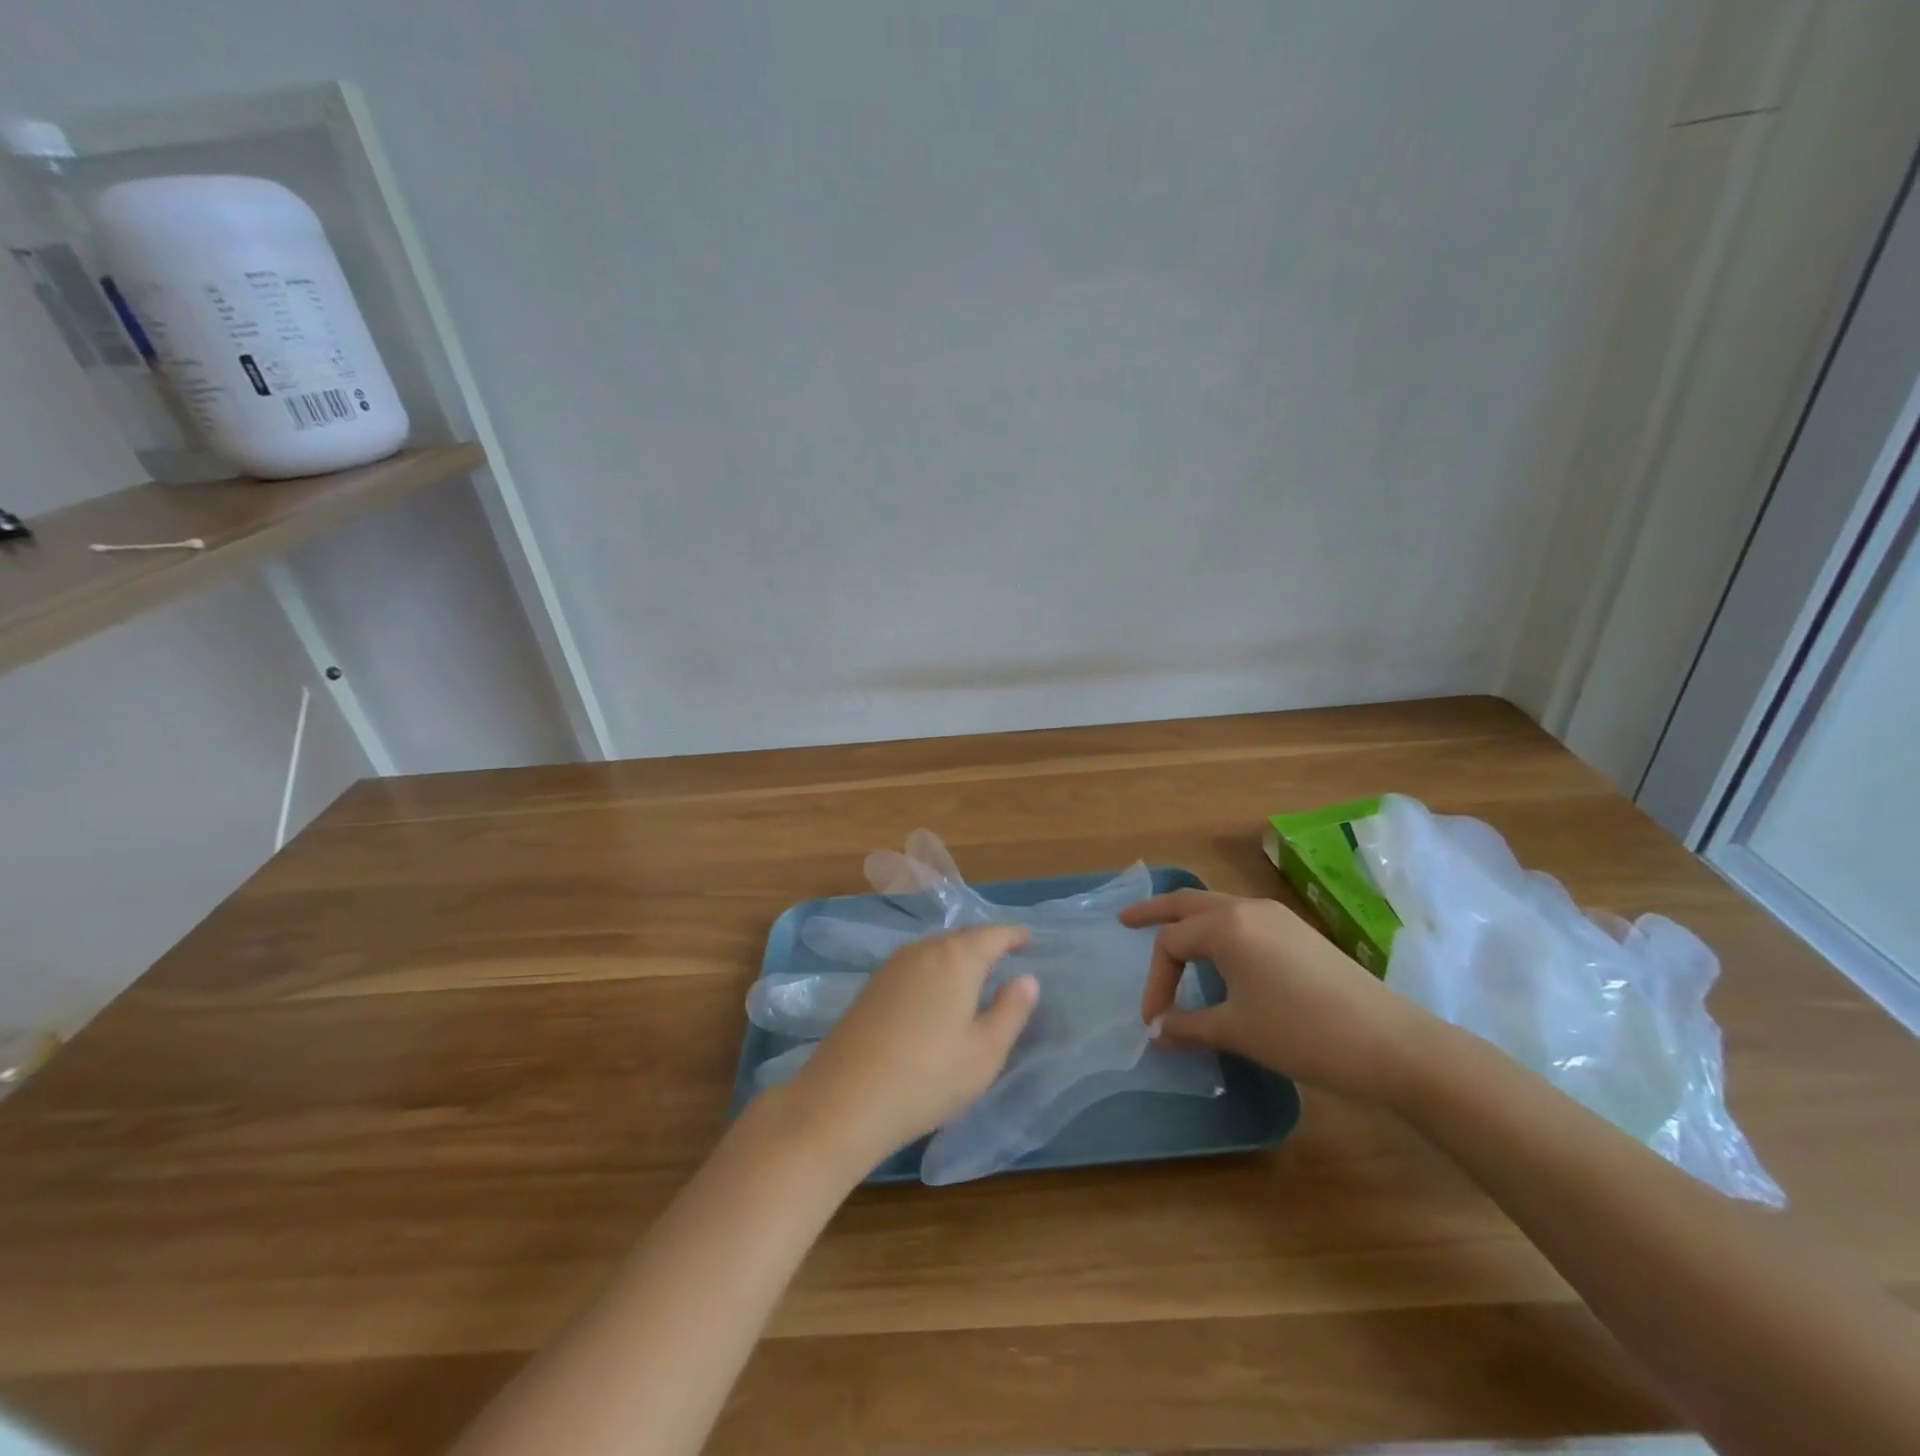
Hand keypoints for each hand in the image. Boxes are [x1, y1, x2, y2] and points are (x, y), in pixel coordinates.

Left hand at [781, 925, 1037, 1167]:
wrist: (843, 1100)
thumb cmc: (928, 1076)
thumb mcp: (985, 1052)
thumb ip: (1011, 1010)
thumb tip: (1026, 978)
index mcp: (956, 958)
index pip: (992, 935)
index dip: (1013, 935)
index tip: (1028, 938)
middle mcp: (922, 951)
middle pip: (961, 938)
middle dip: (984, 944)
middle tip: (1005, 957)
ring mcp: (891, 967)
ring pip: (934, 951)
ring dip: (956, 958)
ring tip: (974, 976)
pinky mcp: (870, 988)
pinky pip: (914, 967)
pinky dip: (933, 972)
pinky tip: (935, 996)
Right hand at [1121, 890, 1435, 1103]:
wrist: (1391, 1043)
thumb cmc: (1302, 1033)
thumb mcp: (1237, 1031)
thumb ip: (1188, 1026)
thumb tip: (1157, 1032)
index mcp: (1226, 926)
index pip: (1171, 943)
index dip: (1155, 981)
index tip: (1154, 1022)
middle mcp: (1247, 909)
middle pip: (1188, 902)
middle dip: (1154, 911)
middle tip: (1126, 920)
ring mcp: (1277, 916)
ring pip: (1217, 906)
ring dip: (1188, 919)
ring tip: (1171, 939)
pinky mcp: (1298, 931)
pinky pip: (1243, 919)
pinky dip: (1218, 929)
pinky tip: (1221, 957)